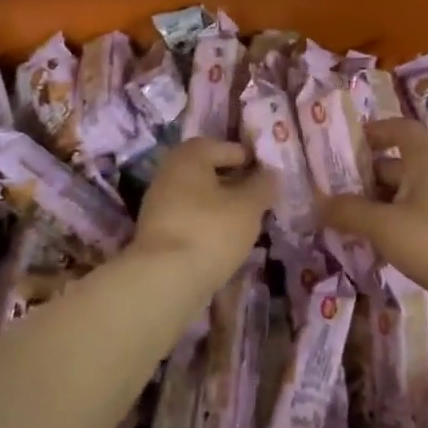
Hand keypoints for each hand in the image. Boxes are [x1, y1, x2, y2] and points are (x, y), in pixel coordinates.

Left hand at [131, 139, 274, 292]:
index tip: (270, 176)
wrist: (164, 280)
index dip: (250, 159)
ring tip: (247, 222)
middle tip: (260, 198)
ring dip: (222, 205)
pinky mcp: (157, 233)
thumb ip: (263, 185)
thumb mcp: (249, 206)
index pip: (225, 147)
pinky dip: (207, 224)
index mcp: (190, 156)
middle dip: (235, 183)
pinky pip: (190, 219)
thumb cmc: (211, 230)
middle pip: (209, 171)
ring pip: (199, 197)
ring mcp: (159, 204)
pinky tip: (224, 240)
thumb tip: (270, 174)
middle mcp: (169, 172)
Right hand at [320, 120, 427, 309]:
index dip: (378, 129)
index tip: (349, 142)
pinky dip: (386, 229)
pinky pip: (407, 223)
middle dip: (363, 176)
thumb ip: (349, 212)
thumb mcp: (384, 225)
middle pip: (395, 166)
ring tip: (339, 221)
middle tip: (329, 191)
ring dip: (372, 206)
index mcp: (423, 163)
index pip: (403, 130)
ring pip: (399, 198)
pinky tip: (366, 247)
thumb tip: (317, 202)